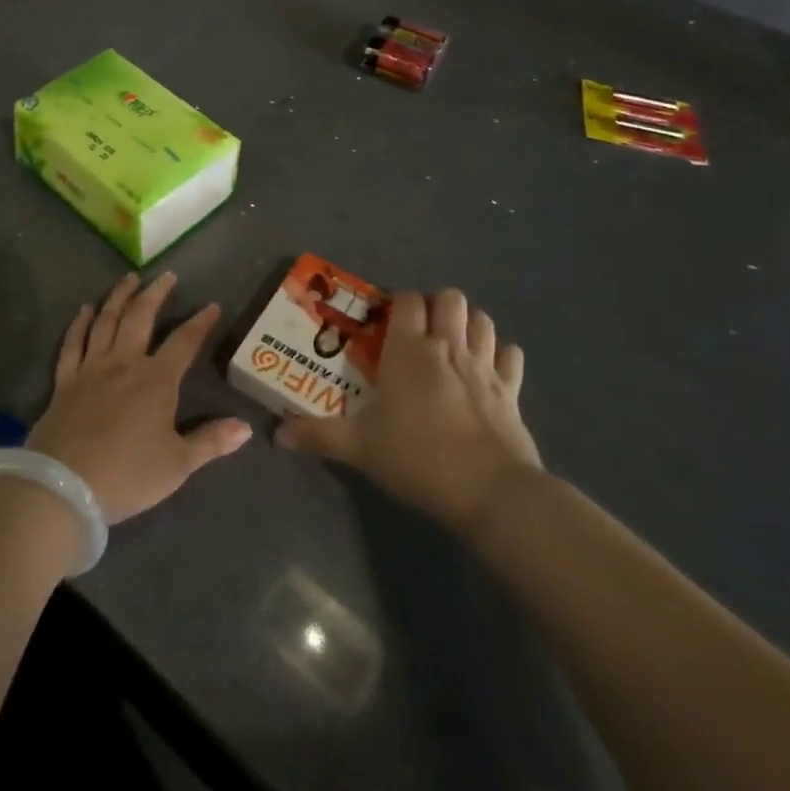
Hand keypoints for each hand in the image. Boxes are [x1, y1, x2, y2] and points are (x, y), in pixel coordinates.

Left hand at [27, 272, 252, 524]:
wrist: (66, 485)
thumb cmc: (129, 474)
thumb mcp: (178, 464)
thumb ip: (210, 442)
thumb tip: (246, 427)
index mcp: (156, 380)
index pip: (184, 342)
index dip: (200, 323)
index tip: (212, 305)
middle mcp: (124, 363)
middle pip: (141, 318)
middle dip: (156, 294)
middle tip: (167, 275)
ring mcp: (91, 368)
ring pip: (106, 321)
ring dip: (119, 297)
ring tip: (129, 278)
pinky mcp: (65, 380)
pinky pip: (73, 343)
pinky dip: (79, 323)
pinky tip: (85, 309)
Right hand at [277, 288, 542, 533]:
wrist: (493, 492)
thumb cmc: (418, 457)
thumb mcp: (360, 447)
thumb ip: (318, 435)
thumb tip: (277, 434)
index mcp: (409, 349)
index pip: (407, 300)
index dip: (398, 302)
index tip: (386, 320)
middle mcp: (448, 346)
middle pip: (451, 298)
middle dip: (436, 305)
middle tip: (421, 331)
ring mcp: (485, 366)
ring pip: (483, 320)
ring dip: (469, 324)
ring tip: (452, 345)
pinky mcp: (512, 391)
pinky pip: (511, 356)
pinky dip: (500, 356)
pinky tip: (488, 372)